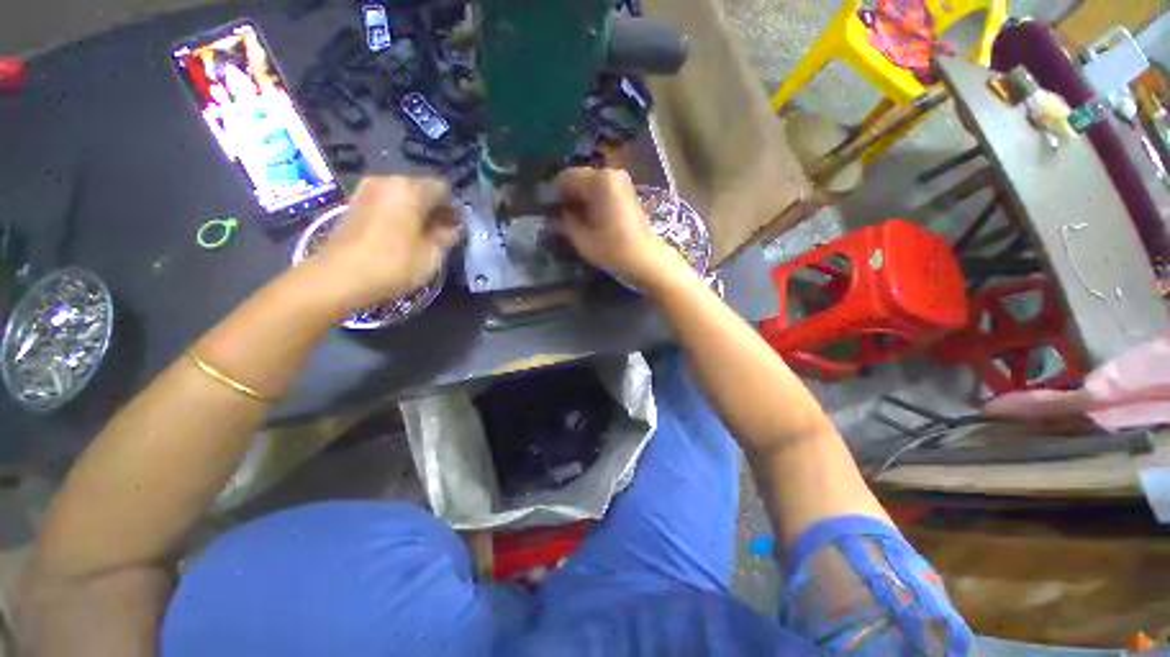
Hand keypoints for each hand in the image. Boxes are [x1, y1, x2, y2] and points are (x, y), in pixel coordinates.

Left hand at [304, 176, 461, 313]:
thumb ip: (448, 236)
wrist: (338, 277)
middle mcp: (388, 180)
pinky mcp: (354, 203)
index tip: (457, 229)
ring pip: (403, 197)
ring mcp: (367, 190)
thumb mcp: (432, 254)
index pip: (443, 189)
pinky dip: (398, 215)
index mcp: (410, 189)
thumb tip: (455, 227)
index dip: (454, 209)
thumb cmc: (393, 264)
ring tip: (422, 237)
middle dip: (435, 210)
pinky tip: (400, 236)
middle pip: (421, 190)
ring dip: (416, 213)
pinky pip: (386, 203)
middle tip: (442, 235)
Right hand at [557, 168, 687, 288]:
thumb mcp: (582, 239)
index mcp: (598, 181)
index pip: (565, 178)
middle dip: (567, 197)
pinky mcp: (627, 193)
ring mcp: (621, 182)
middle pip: (578, 179)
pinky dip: (592, 201)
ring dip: (579, 200)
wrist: (646, 260)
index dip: (553, 194)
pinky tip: (589, 219)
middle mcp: (610, 174)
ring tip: (573, 221)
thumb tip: (553, 217)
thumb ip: (564, 223)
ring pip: (590, 185)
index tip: (547, 212)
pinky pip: (602, 191)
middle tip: (559, 218)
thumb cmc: (612, 249)